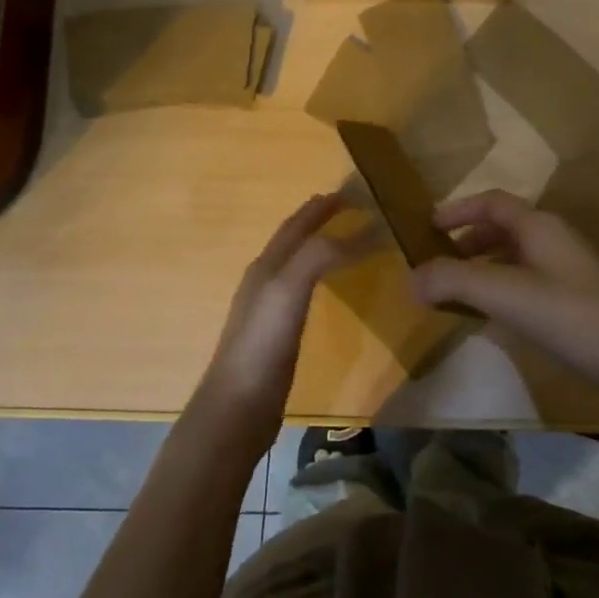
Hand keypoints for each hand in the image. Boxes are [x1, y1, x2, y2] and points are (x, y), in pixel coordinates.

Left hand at [194, 194, 355, 451]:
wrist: (237, 406)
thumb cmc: (262, 344)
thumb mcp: (289, 289)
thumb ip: (319, 255)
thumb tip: (361, 230)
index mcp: (267, 265)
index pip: (296, 225)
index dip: (321, 207)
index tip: (352, 191)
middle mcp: (264, 279)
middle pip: (292, 239)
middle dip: (317, 219)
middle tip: (349, 206)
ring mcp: (267, 308)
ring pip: (295, 263)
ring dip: (317, 245)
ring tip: (342, 239)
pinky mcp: (275, 334)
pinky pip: (300, 290)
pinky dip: (317, 275)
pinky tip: (324, 288)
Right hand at [409, 189, 598, 402]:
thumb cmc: (568, 315)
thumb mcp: (504, 294)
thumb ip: (454, 281)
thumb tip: (412, 278)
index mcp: (539, 226)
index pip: (492, 202)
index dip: (458, 209)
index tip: (428, 227)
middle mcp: (555, 238)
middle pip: (503, 227)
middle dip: (468, 241)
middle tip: (440, 263)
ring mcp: (570, 268)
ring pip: (516, 255)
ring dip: (484, 266)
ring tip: (460, 291)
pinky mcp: (577, 297)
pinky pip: (529, 279)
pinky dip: (503, 287)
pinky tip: (494, 316)